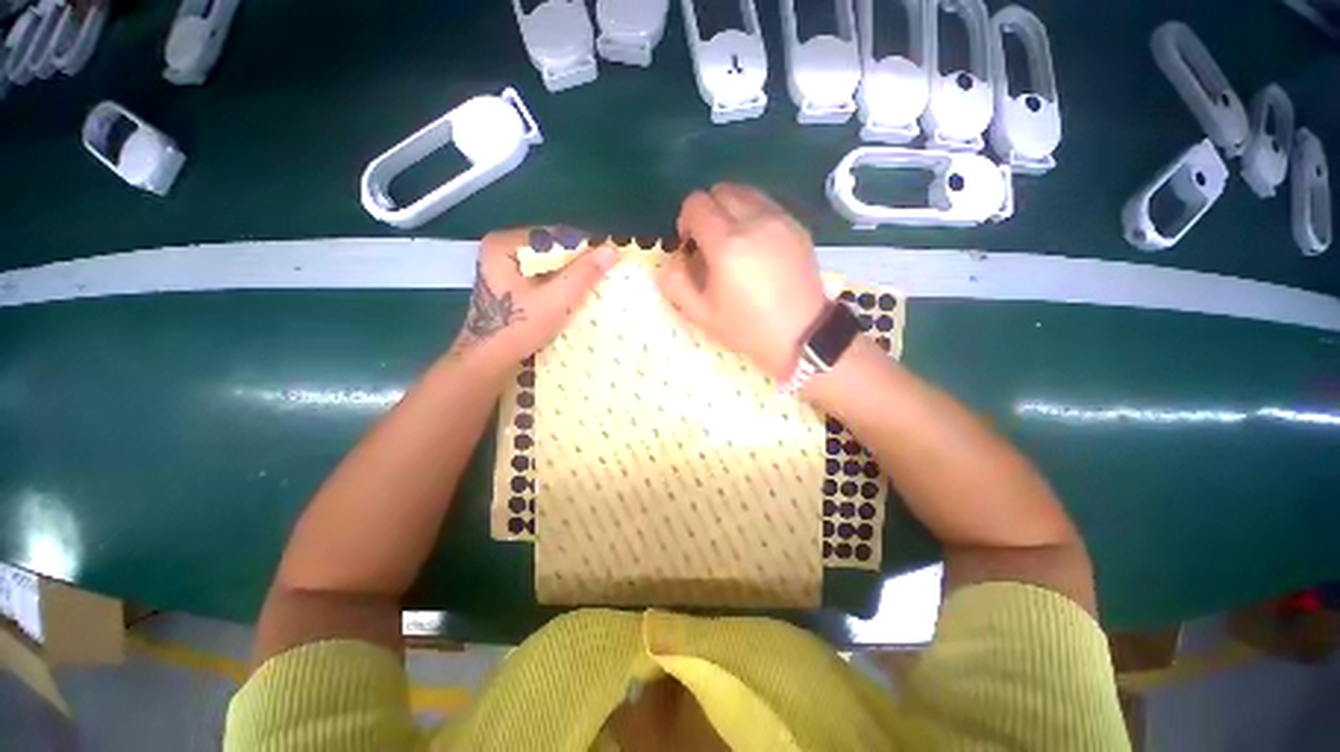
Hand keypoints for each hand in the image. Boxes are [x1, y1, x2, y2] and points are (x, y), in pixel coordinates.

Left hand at [453, 228, 616, 370]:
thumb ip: (583, 273)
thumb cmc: (518, 328)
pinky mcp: (508, 287)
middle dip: (577, 264)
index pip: (554, 235)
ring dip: (570, 276)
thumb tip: (612, 249)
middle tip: (603, 277)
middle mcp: (501, 251)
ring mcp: (503, 269)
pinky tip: (573, 298)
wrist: (487, 362)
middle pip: (550, 250)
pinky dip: (558, 286)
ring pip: (547, 266)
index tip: (608, 261)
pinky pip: (541, 279)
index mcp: (505, 245)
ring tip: (593, 288)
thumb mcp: (556, 299)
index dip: (584, 247)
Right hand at [658, 184, 827, 378]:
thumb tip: (674, 258)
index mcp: (727, 244)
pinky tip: (756, 246)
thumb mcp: (700, 314)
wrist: (802, 334)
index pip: (696, 203)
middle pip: (721, 190)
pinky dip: (753, 215)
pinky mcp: (797, 226)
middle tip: (710, 242)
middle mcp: (754, 221)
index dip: (686, 220)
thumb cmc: (747, 327)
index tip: (690, 244)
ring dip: (730, 209)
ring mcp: (780, 220)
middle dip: (708, 211)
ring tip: (733, 242)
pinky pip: (767, 205)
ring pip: (746, 193)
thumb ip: (675, 281)